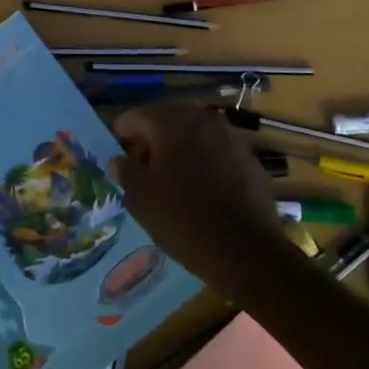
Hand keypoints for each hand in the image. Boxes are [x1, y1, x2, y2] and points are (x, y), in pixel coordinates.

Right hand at [110, 102, 292, 298]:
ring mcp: (230, 136)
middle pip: (166, 120)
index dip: (122, 137)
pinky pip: (216, 151)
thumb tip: (119, 160)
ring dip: (179, 150)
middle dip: (152, 141)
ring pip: (193, 135)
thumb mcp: (140, 199)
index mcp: (172, 122)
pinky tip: (202, 191)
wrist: (247, 252)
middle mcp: (203, 118)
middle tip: (144, 172)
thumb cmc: (184, 220)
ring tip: (172, 182)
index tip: (121, 162)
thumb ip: (126, 171)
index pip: (135, 116)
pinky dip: (204, 162)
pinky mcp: (249, 158)